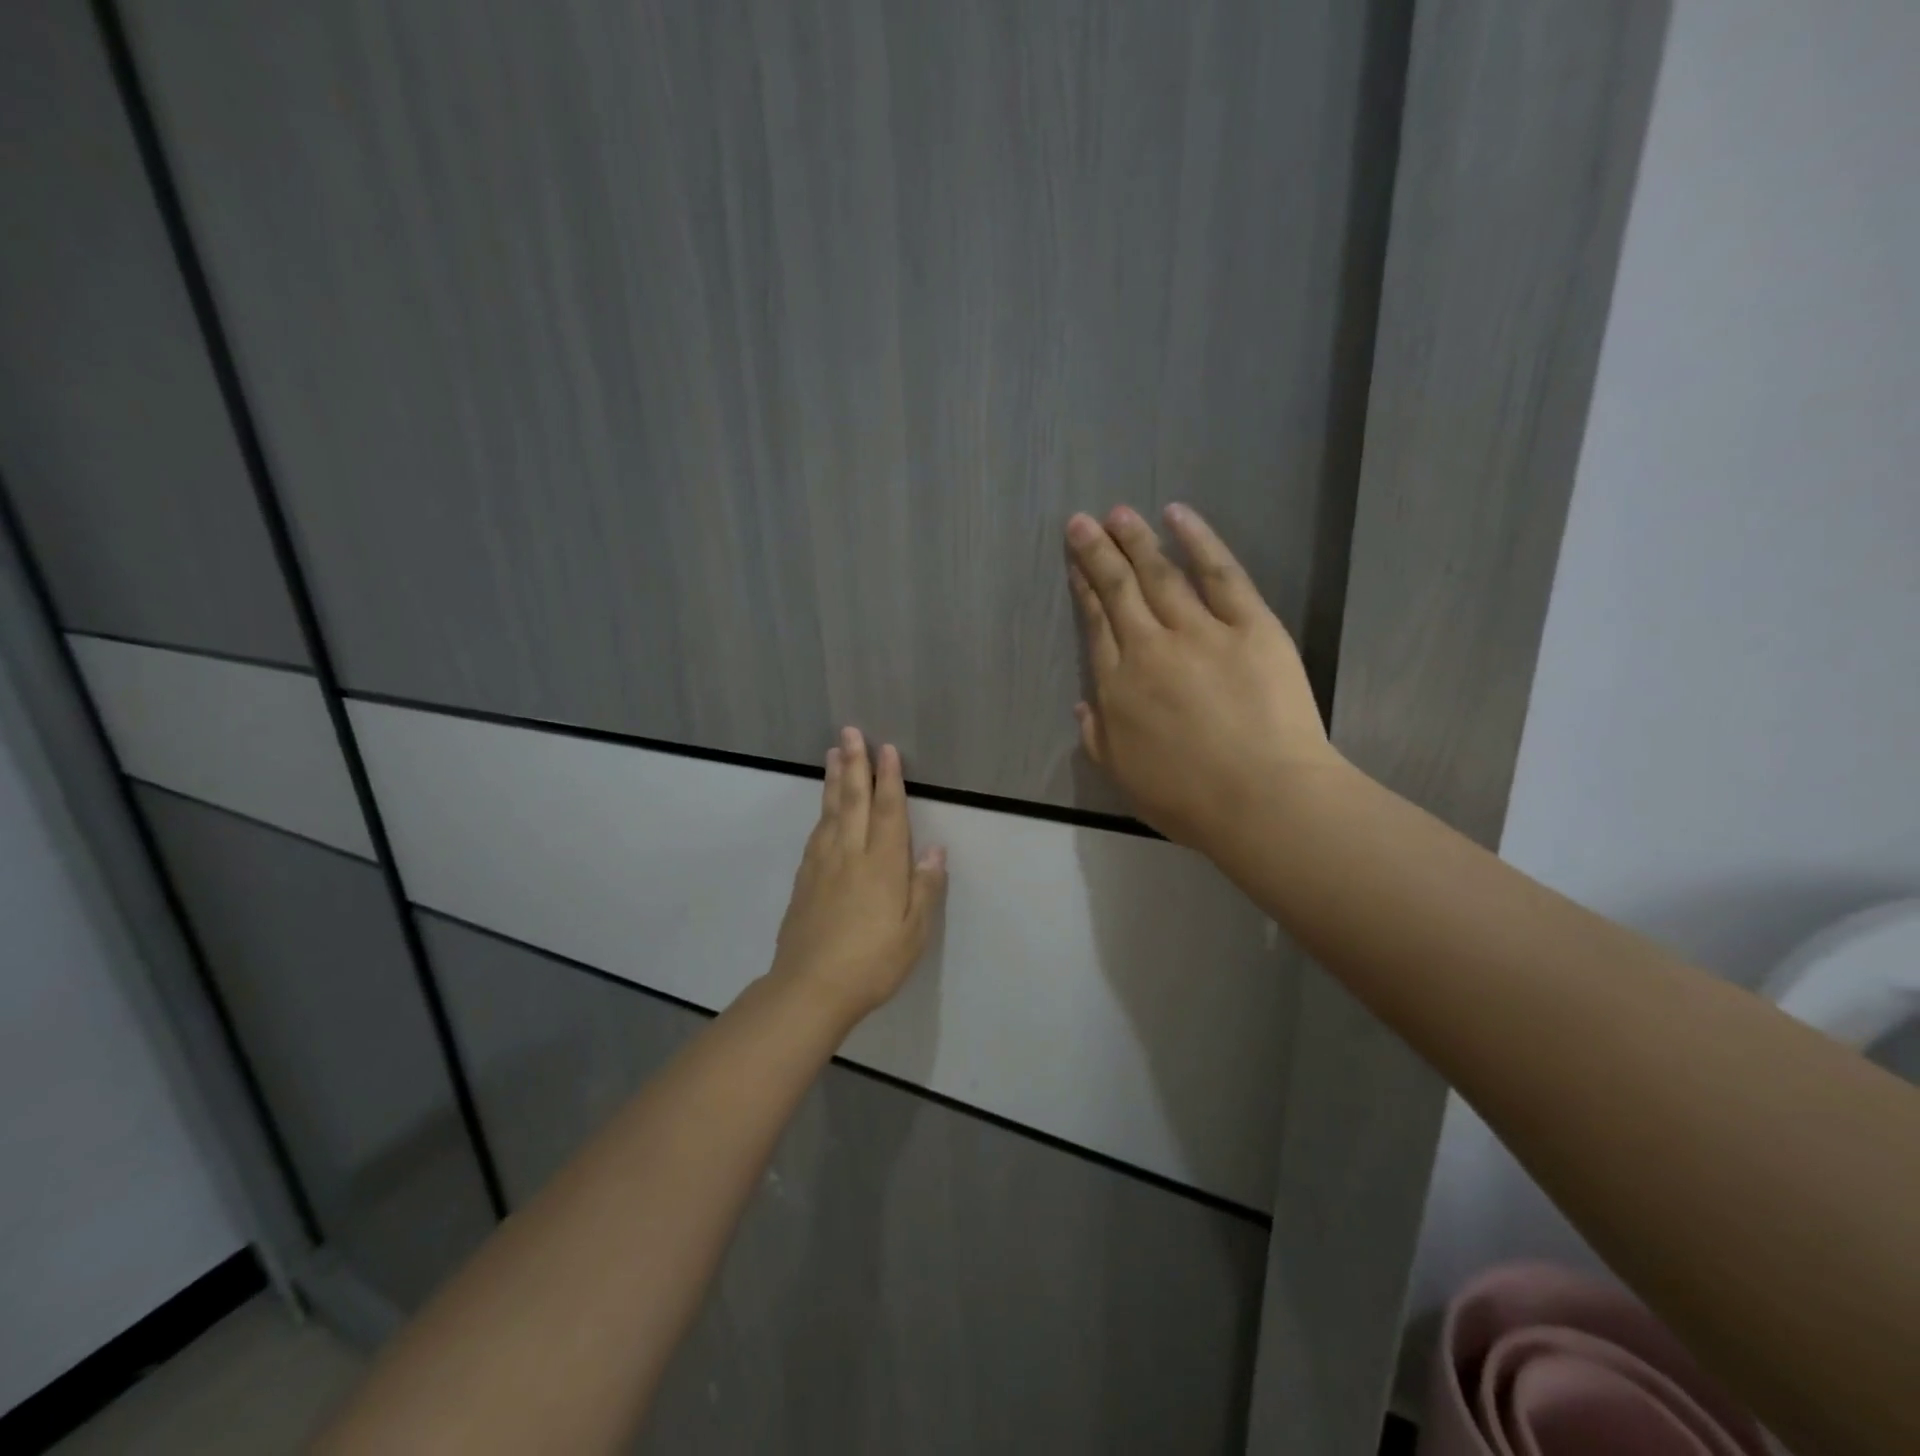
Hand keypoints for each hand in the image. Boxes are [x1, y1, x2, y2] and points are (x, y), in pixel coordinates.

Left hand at [770, 727, 947, 1022]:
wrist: (809, 988)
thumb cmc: (872, 963)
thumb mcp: (913, 932)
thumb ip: (925, 888)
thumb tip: (935, 849)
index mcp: (882, 865)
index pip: (887, 811)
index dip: (889, 778)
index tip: (886, 748)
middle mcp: (850, 854)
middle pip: (854, 800)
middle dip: (855, 764)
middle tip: (850, 732)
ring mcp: (822, 865)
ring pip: (830, 812)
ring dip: (835, 780)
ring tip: (833, 753)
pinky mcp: (804, 879)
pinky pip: (816, 833)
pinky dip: (822, 811)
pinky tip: (824, 808)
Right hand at [1065, 504, 1342, 847]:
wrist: (1262, 799)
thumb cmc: (1188, 800)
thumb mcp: (1123, 777)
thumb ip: (1097, 737)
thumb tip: (1083, 703)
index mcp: (1118, 686)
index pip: (1096, 625)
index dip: (1084, 590)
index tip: (1075, 564)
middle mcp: (1150, 648)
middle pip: (1119, 591)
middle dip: (1098, 553)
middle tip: (1081, 521)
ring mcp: (1201, 632)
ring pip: (1161, 574)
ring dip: (1136, 540)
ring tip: (1119, 513)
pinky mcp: (1251, 625)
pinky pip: (1221, 574)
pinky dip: (1199, 541)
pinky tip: (1178, 515)